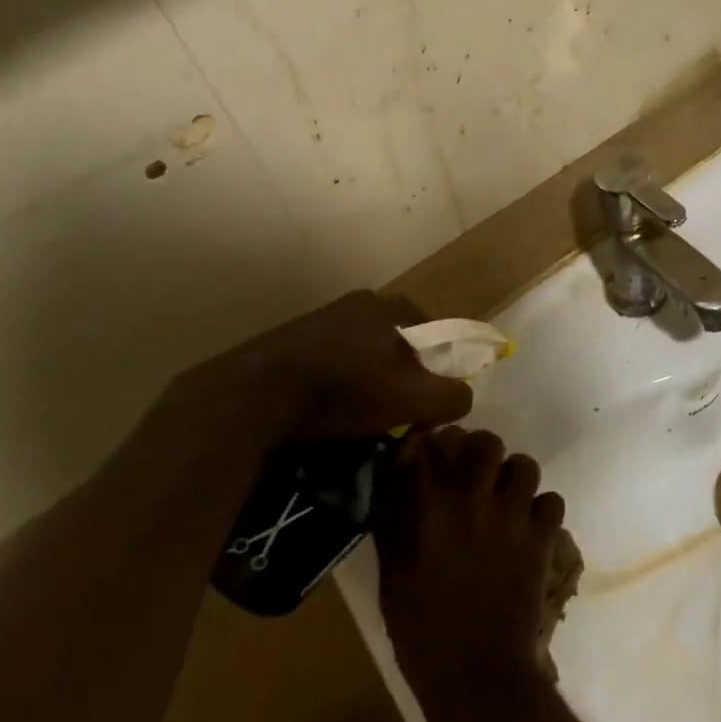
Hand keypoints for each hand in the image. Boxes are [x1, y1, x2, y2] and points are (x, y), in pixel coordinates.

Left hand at [149, 291, 474, 456]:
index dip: (440, 366)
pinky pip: (331, 363)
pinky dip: (337, 385)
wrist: (257, 395)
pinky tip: (329, 412)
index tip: (431, 399)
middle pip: (398, 343)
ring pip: (363, 353)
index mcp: (390, 306)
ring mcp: (321, 320)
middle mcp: (358, 303)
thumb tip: (463, 397)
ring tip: (362, 418)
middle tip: (399, 410)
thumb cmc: (346, 388)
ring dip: (368, 381)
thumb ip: (451, 396)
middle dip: (403, 375)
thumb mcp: (413, 397)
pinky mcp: (291, 342)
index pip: (435, 331)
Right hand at [374, 426, 565, 721]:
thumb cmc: (421, 630)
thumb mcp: (393, 571)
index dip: (433, 441)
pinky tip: (529, 529)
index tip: (434, 451)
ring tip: (507, 499)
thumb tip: (402, 473)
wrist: (475, 678)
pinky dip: (542, 510)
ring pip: (525, 464)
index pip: (430, 442)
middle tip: (477, 473)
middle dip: (481, 452)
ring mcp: (511, 515)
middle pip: (485, 442)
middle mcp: (471, 498)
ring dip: (515, 477)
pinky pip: (551, 501)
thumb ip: (396, 516)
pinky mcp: (541, 537)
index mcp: (427, 506)